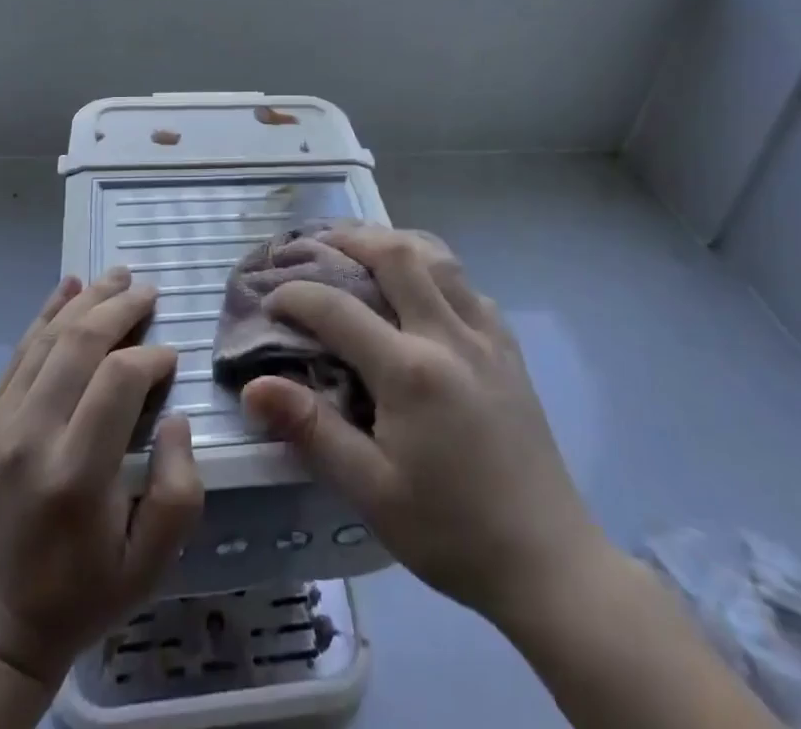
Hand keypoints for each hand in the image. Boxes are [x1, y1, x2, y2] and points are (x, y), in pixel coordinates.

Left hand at [0, 269, 203, 685]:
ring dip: (86, 300)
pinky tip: (69, 286)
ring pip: (46, 339)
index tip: (172, 357)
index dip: (151, 356)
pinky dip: (45, 314)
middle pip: (79, 344)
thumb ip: (180, 485)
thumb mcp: (154, 559)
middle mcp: (29, 439)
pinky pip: (18, 354)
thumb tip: (172, 414)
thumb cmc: (88, 590)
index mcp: (75, 475)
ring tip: (118, 276)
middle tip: (149, 290)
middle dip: (120, 307)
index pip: (118, 380)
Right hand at [240, 224, 609, 638]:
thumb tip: (252, 387)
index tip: (269, 300)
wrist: (547, 562)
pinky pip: (466, 282)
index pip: (338, 309)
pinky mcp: (508, 346)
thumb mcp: (371, 491)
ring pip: (438, 256)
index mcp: (410, 371)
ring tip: (363, 247)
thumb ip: (311, 430)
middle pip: (396, 254)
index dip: (296, 295)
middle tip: (315, 244)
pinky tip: (421, 285)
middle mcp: (449, 335)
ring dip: (394, 241)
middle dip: (349, 238)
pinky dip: (433, 266)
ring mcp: (486, 334)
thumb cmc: (450, 531)